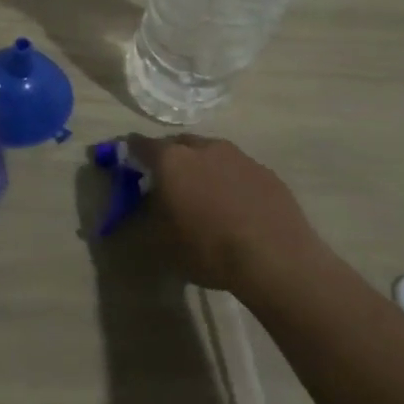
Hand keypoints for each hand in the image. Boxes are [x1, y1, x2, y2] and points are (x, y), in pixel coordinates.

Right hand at [125, 133, 324, 294]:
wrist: (275, 258)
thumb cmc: (208, 249)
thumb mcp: (163, 240)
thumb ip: (150, 213)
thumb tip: (151, 201)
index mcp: (172, 160)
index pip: (141, 145)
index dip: (131, 152)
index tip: (128, 161)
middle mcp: (204, 148)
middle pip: (179, 144)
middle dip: (170, 158)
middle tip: (167, 180)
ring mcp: (239, 156)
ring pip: (211, 154)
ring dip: (202, 167)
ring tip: (203, 194)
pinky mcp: (266, 172)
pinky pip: (238, 169)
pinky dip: (229, 180)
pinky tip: (235, 205)